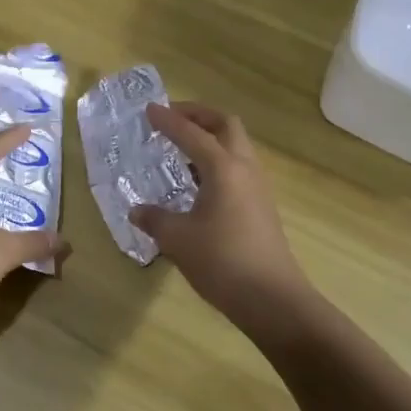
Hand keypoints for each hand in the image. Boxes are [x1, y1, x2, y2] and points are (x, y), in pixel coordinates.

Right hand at [130, 102, 309, 330]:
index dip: (168, 120)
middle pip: (225, 126)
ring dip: (210, 137)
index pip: (192, 133)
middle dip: (198, 116)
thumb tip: (137, 211)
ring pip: (236, 145)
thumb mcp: (177, 240)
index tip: (149, 110)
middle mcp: (244, 169)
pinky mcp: (262, 206)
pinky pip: (238, 167)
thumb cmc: (222, 262)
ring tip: (181, 148)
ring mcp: (258, 188)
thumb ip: (155, 219)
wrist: (273, 300)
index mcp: (223, 168)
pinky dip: (217, 160)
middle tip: (172, 118)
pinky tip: (198, 181)